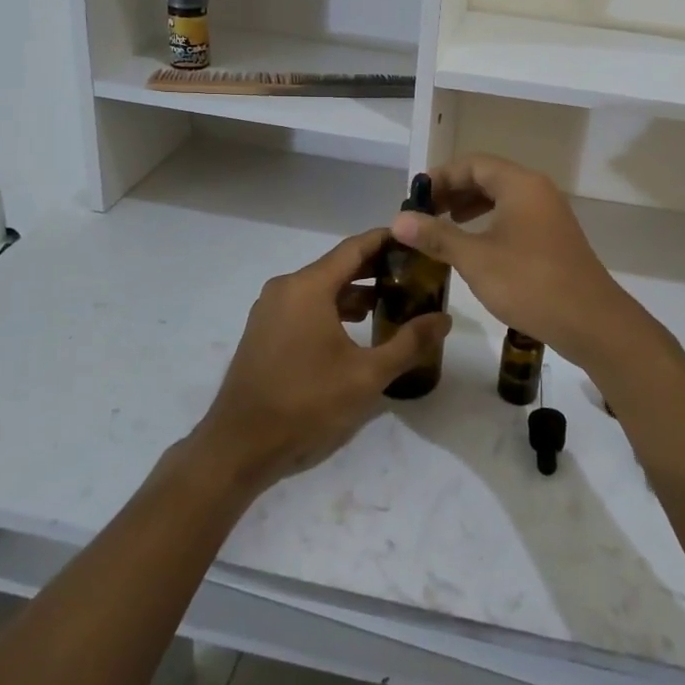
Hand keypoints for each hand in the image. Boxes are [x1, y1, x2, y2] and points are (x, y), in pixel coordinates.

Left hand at [193, 229, 451, 493]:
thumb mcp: (366, 376)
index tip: (416, 239)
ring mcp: (271, 309)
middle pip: (338, 265)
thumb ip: (409, 343)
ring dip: (355, 291)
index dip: (387, 240)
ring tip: (392, 301)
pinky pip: (305, 305)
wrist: (240, 446)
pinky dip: (333, 307)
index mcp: (308, 287)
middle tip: (414, 274)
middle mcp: (286, 287)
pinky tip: (356, 327)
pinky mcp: (264, 330)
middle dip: (376, 268)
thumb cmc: (306, 404)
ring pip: (321, 287)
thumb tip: (444, 319)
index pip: (355, 247)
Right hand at [390, 155, 644, 370]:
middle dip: (453, 191)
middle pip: (488, 177)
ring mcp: (549, 214)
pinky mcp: (554, 237)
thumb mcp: (475, 259)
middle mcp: (537, 190)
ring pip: (503, 197)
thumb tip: (398, 219)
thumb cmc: (530, 283)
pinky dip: (490, 222)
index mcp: (520, 184)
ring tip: (444, 225)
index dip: (441, 176)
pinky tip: (475, 246)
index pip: (473, 163)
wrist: (591, 321)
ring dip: (471, 207)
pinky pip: (515, 216)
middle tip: (424, 213)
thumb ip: (437, 236)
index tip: (415, 197)